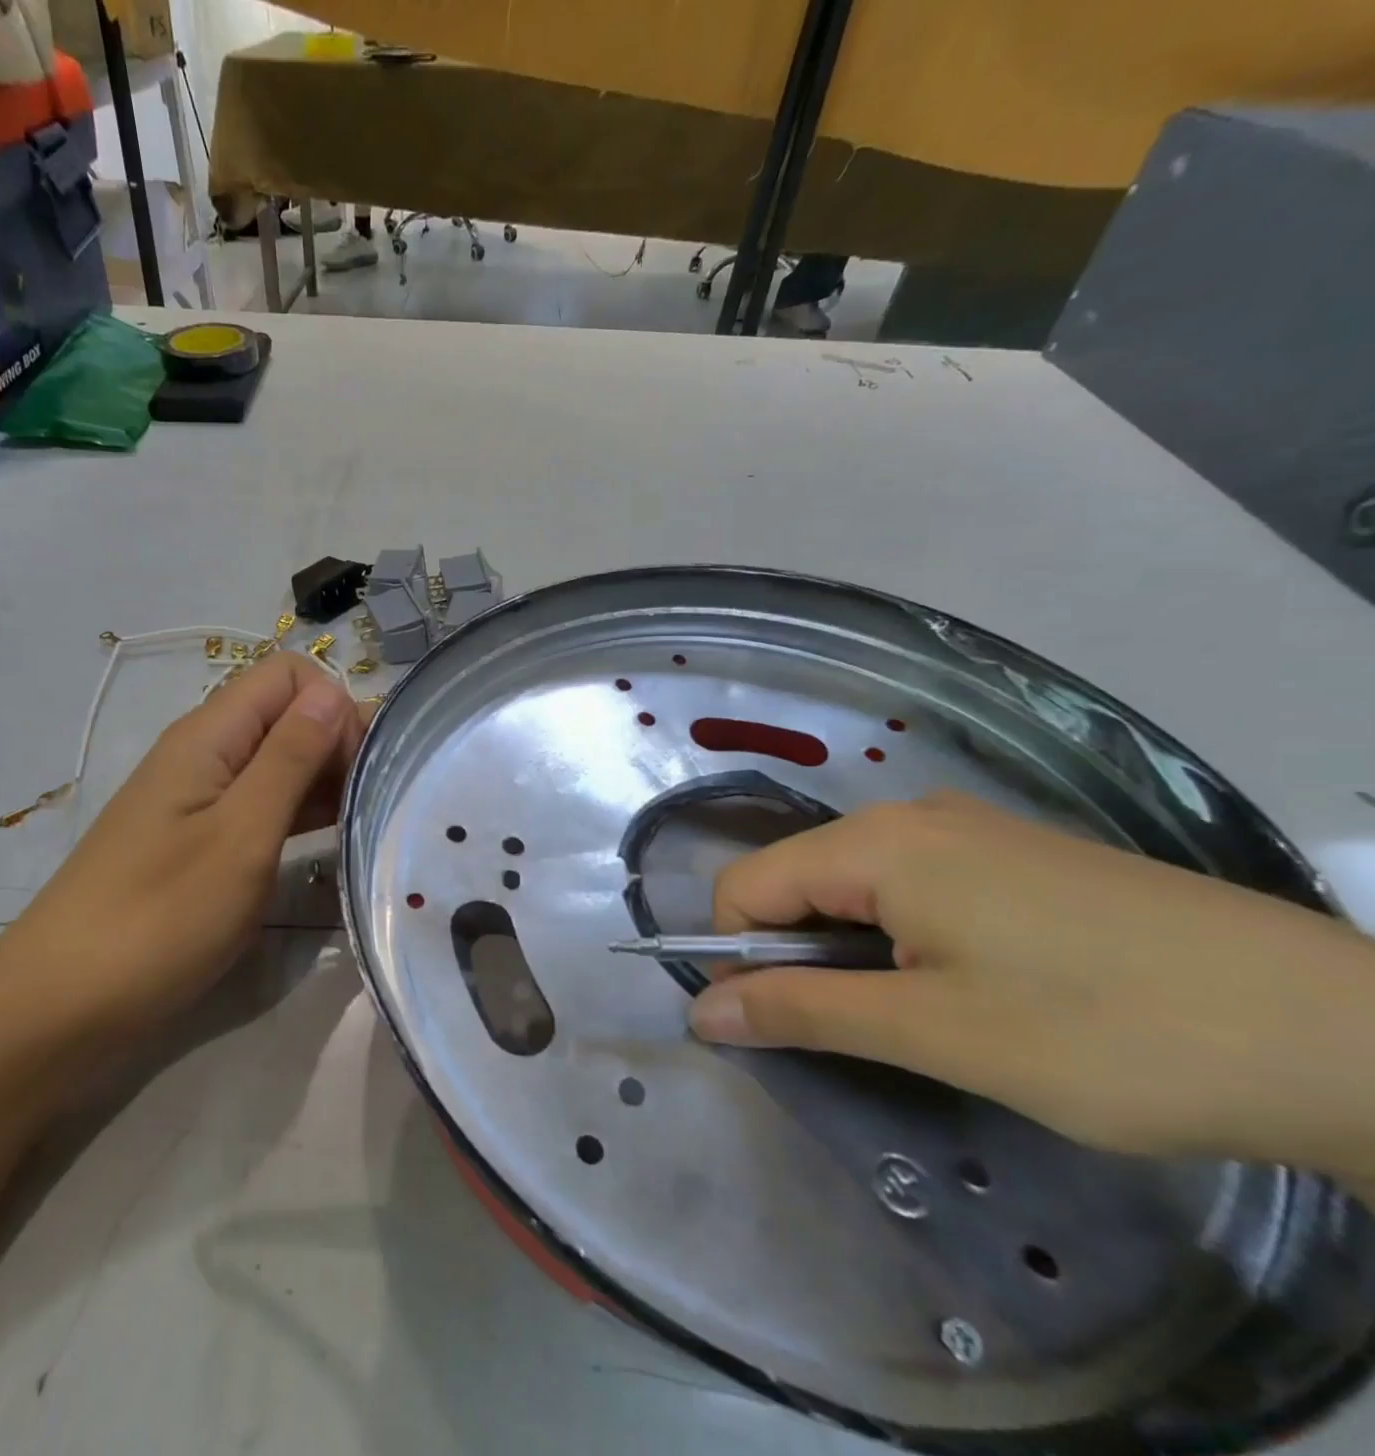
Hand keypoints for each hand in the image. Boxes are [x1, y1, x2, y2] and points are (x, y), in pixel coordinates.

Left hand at [0, 653, 365, 1031]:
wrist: (61, 1006)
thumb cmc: (159, 917)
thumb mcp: (241, 835)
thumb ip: (290, 759)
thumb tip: (334, 693)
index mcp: (209, 736)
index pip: (288, 675)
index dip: (332, 707)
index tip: (355, 768)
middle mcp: (204, 753)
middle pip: (285, 714)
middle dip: (335, 743)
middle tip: (367, 804)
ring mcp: (199, 798)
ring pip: (277, 761)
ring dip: (321, 781)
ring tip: (359, 824)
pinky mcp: (199, 839)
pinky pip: (261, 803)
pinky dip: (297, 813)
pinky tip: (326, 843)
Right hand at [690, 793, 1374, 1189]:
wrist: (1351, 1037)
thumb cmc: (1112, 1032)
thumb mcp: (936, 1032)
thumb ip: (802, 1012)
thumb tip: (700, 1012)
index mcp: (877, 843)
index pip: (745, 886)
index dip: (738, 956)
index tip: (780, 1026)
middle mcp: (911, 815)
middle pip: (796, 881)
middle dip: (798, 955)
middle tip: (865, 1032)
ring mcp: (969, 829)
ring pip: (854, 886)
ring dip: (852, 951)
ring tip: (926, 1015)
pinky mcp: (1015, 855)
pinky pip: (912, 885)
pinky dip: (903, 936)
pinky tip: (975, 984)